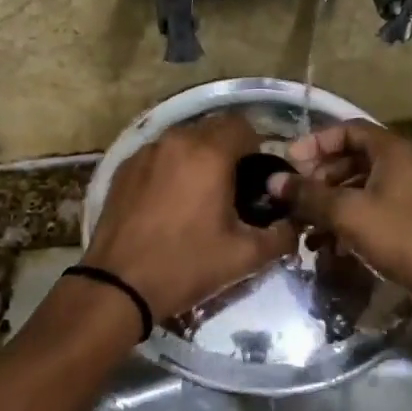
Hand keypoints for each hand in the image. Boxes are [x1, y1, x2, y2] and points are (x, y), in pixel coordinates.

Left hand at [84, 113, 297, 320]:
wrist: (119, 284)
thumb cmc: (186, 265)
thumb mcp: (245, 257)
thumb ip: (281, 235)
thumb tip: (293, 224)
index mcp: (209, 153)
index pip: (243, 125)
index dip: (255, 148)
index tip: (255, 179)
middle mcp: (176, 140)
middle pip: (212, 129)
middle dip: (227, 151)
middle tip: (231, 189)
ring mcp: (146, 152)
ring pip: (183, 141)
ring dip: (197, 158)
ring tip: (198, 196)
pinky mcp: (124, 167)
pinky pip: (158, 156)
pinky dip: (170, 168)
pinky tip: (168, 202)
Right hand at [271, 122, 411, 325]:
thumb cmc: (402, 236)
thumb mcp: (348, 213)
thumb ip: (308, 195)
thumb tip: (272, 181)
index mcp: (391, 151)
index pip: (346, 130)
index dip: (315, 142)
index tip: (289, 162)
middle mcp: (400, 165)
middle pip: (350, 159)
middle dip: (318, 177)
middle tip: (294, 198)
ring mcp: (406, 194)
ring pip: (357, 188)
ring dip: (328, 204)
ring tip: (304, 228)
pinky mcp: (407, 221)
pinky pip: (369, 211)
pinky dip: (346, 222)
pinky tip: (326, 247)